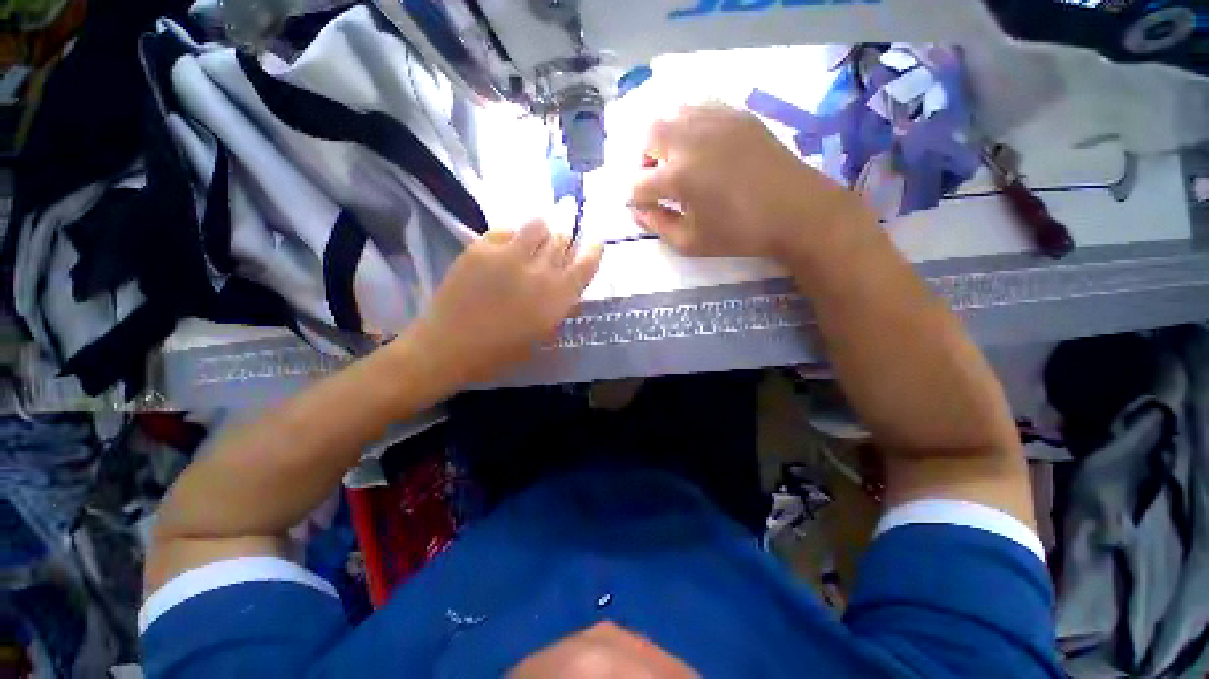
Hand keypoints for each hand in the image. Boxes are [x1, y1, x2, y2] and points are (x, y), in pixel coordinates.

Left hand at [406, 220, 602, 383]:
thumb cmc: (500, 352)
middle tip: (563, 238)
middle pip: (563, 239)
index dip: (595, 249)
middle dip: (567, 236)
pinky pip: (506, 230)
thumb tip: (572, 293)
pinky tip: (508, 247)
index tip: (597, 239)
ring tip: (536, 238)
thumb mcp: (541, 336)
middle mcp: (539, 271)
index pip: (586, 264)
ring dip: (542, 230)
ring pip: (538, 225)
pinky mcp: (482, 248)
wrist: (449, 346)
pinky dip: (512, 235)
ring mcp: (509, 255)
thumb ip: (560, 310)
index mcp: (557, 297)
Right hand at [630, 104, 874, 262]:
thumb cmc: (740, 233)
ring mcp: (715, 120)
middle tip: (658, 180)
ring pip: (671, 114)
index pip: (637, 183)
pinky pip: (699, 107)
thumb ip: (658, 226)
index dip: (636, 199)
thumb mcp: (691, 243)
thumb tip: (637, 213)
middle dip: (643, 160)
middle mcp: (691, 139)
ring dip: (664, 139)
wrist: (796, 211)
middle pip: (647, 135)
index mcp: (679, 176)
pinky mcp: (736, 114)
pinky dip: (688, 125)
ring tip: (678, 161)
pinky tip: (700, 147)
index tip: (645, 209)